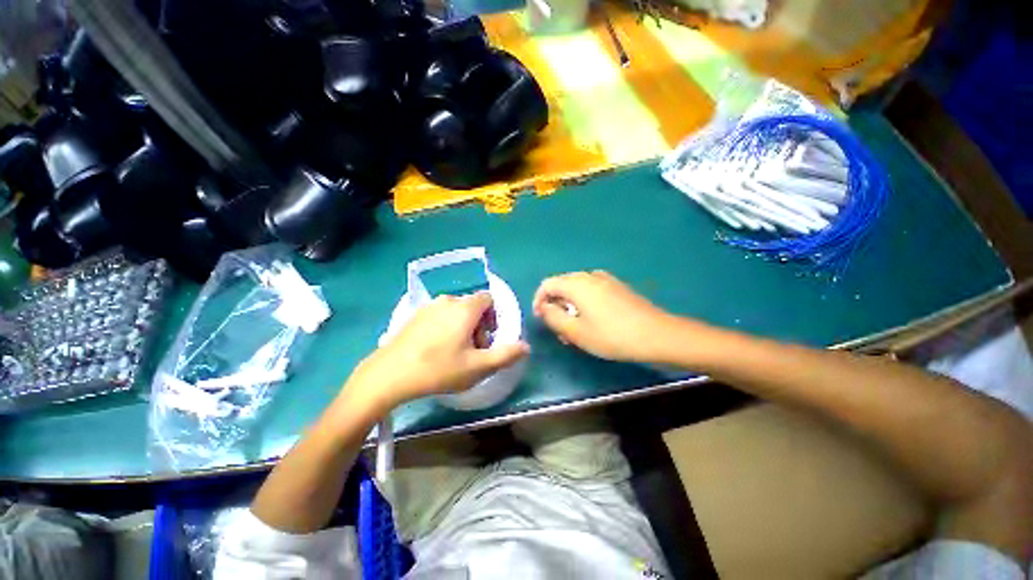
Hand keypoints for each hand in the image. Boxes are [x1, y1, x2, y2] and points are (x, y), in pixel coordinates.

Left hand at [342, 292, 528, 415]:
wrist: (388, 374)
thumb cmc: (438, 369)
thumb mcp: (478, 367)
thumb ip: (506, 355)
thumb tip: (526, 347)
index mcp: (465, 308)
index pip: (489, 299)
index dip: (493, 318)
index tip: (487, 340)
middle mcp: (448, 300)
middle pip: (473, 306)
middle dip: (479, 326)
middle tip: (472, 351)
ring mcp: (428, 307)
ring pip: (456, 311)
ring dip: (462, 327)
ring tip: (454, 353)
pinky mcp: (414, 315)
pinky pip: (439, 316)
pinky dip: (445, 327)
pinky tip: (435, 350)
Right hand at [533, 271, 689, 363]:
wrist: (656, 334)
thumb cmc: (612, 335)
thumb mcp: (576, 331)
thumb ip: (553, 317)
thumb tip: (543, 307)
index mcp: (576, 284)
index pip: (547, 284)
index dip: (538, 300)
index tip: (540, 318)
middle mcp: (589, 276)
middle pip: (562, 285)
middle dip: (555, 305)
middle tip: (558, 328)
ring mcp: (605, 280)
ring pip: (577, 289)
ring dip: (569, 306)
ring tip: (574, 329)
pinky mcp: (617, 287)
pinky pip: (592, 291)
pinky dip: (584, 303)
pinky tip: (592, 320)